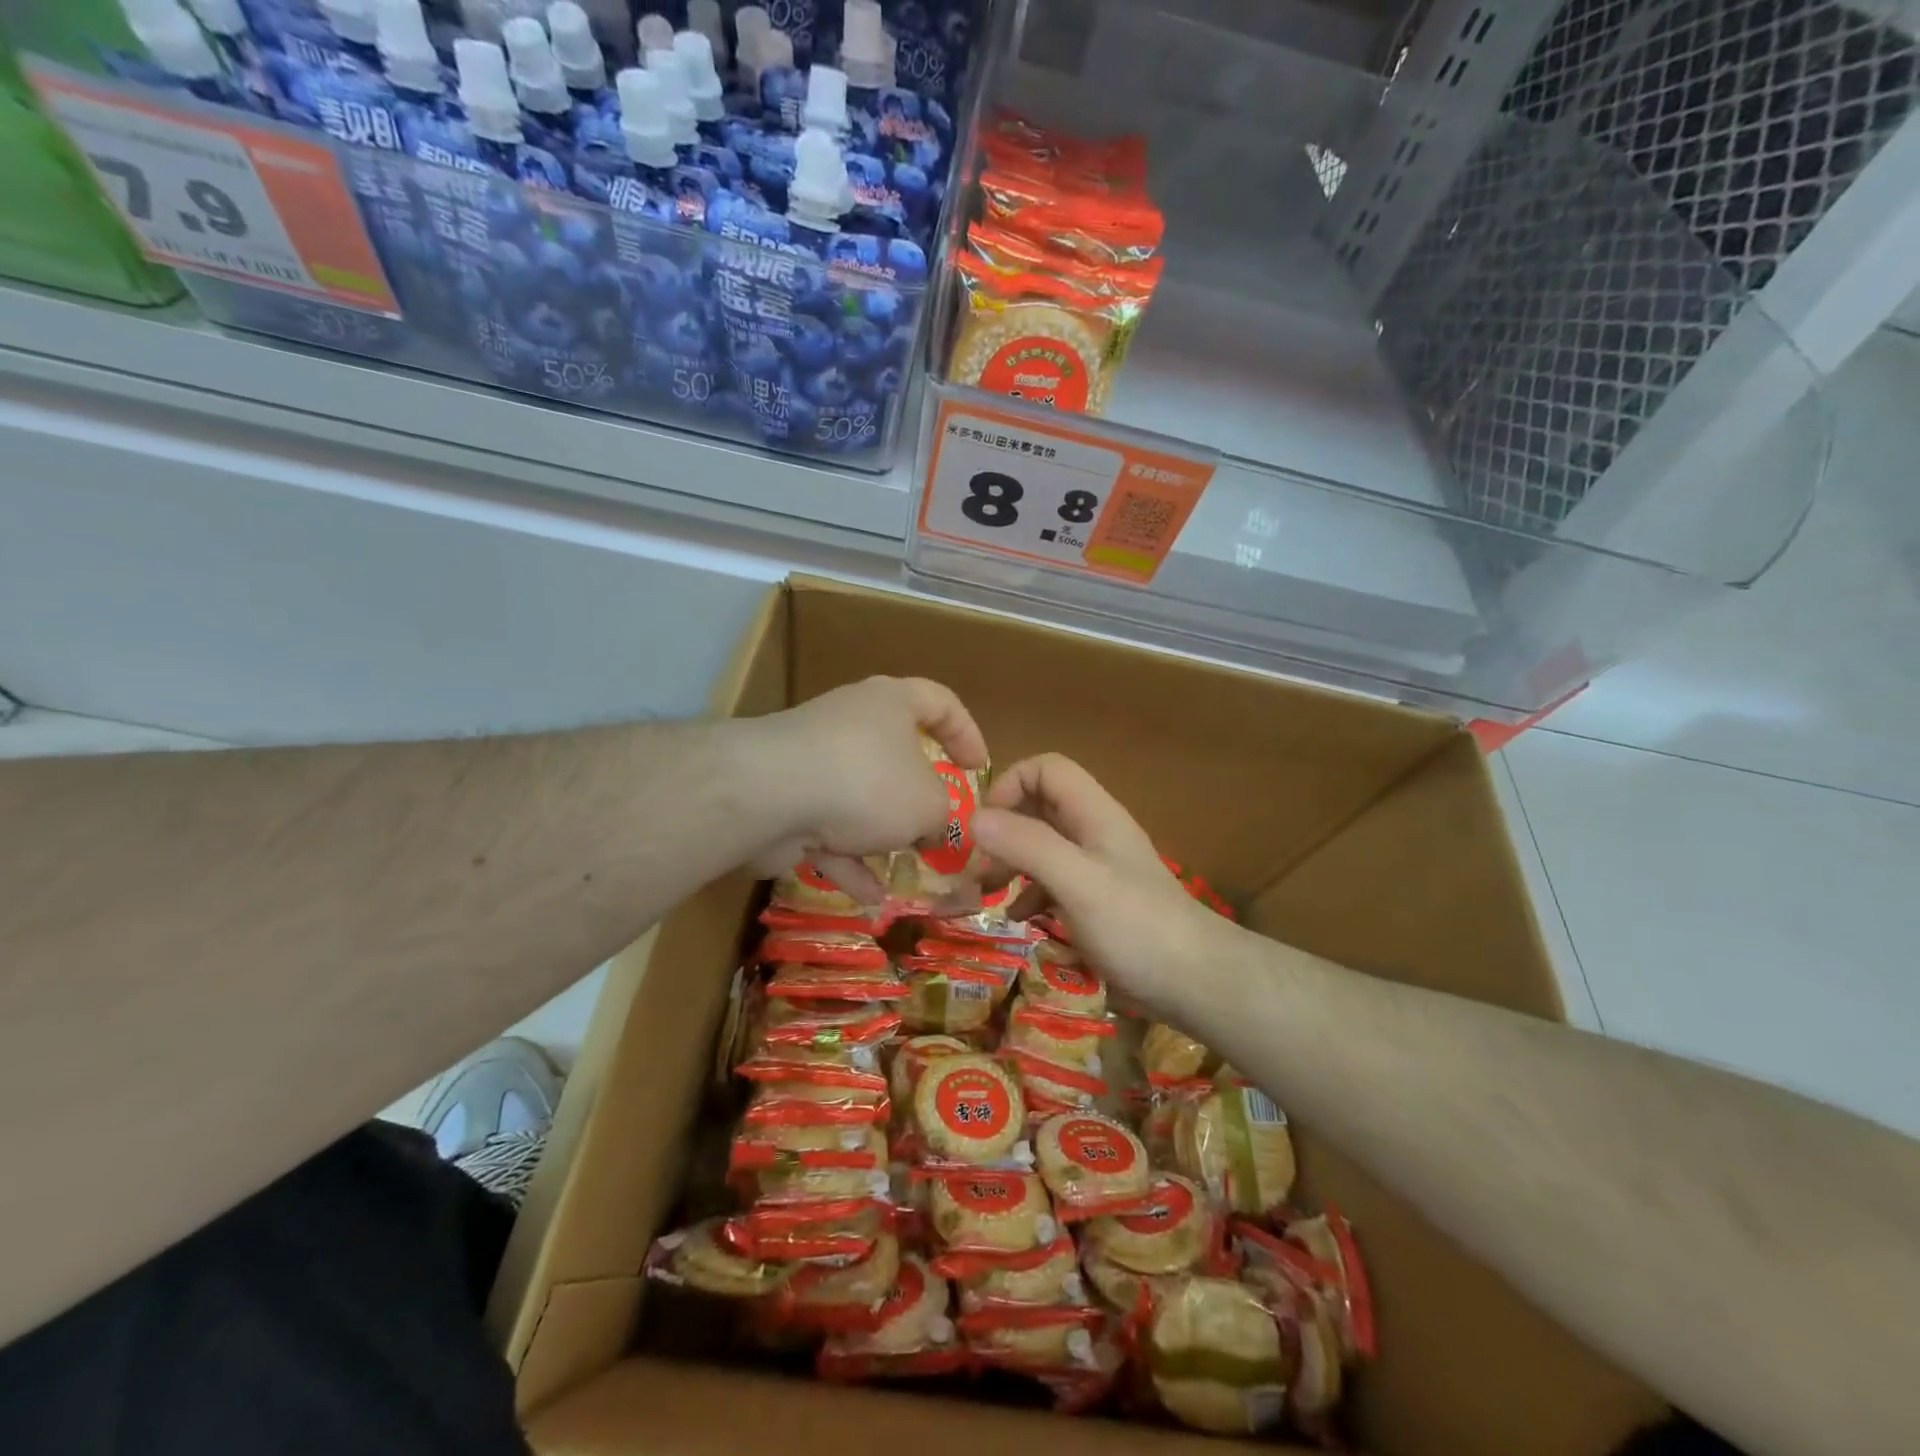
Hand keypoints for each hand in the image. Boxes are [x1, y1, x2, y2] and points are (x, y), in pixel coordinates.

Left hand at [741, 676, 987, 900]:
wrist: (771, 794)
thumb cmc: (868, 782)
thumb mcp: (929, 804)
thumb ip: (944, 817)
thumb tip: (936, 829)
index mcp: (891, 703)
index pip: (940, 702)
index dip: (967, 733)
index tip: (979, 769)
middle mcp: (852, 723)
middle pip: (896, 754)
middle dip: (918, 798)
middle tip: (939, 827)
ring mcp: (814, 761)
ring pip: (859, 798)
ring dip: (882, 835)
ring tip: (907, 871)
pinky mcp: (786, 798)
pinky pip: (827, 829)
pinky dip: (849, 860)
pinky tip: (871, 897)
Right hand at [971, 753, 1230, 1015]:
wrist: (1198, 984)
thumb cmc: (1137, 927)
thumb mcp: (1078, 883)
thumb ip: (1028, 846)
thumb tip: (974, 818)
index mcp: (1093, 814)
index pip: (1046, 769)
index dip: (1011, 785)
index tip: (986, 827)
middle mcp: (1094, 833)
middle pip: (1039, 808)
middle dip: (1002, 831)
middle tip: (975, 869)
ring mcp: (1097, 868)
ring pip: (1042, 846)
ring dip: (1009, 863)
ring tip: (984, 894)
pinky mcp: (1098, 902)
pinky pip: (1053, 883)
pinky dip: (1029, 893)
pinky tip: (1018, 918)